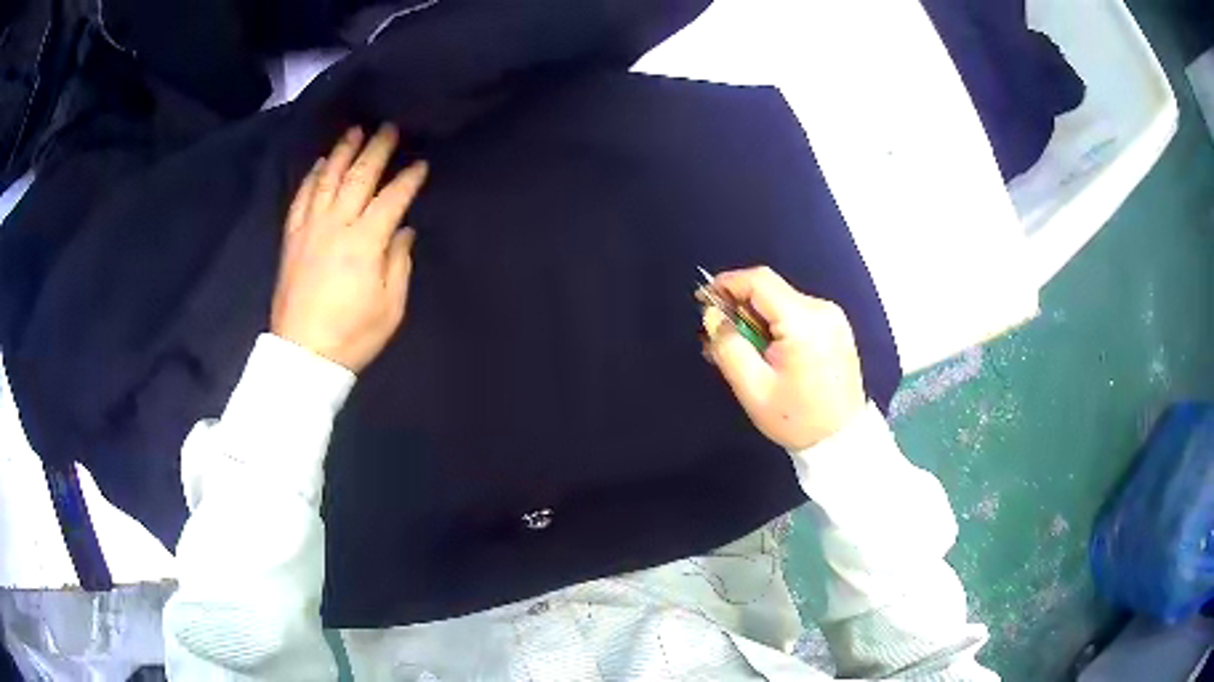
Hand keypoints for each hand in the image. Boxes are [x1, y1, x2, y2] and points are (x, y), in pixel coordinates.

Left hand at [271, 124, 427, 372]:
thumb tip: (403, 231)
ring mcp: (309, 229)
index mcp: (365, 242)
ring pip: (326, 179)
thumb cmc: (353, 335)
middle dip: (376, 150)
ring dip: (342, 153)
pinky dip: (310, 178)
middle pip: (358, 177)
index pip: (392, 199)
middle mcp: (336, 225)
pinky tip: (318, 164)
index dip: (408, 180)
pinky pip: (300, 199)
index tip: (420, 165)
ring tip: (354, 132)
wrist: (303, 356)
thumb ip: (399, 262)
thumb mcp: (390, 307)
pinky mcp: (291, 239)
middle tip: (388, 128)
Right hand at [702, 267, 865, 449]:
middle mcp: (822, 309)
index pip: (758, 281)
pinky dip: (776, 324)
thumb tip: (712, 315)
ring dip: (757, 317)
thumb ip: (727, 346)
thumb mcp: (753, 388)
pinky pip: (798, 313)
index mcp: (803, 321)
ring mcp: (833, 317)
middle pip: (770, 291)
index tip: (703, 300)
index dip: (726, 283)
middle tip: (718, 335)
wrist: (841, 439)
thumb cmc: (795, 418)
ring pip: (782, 301)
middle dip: (739, 306)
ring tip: (742, 348)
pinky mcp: (836, 327)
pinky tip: (767, 350)